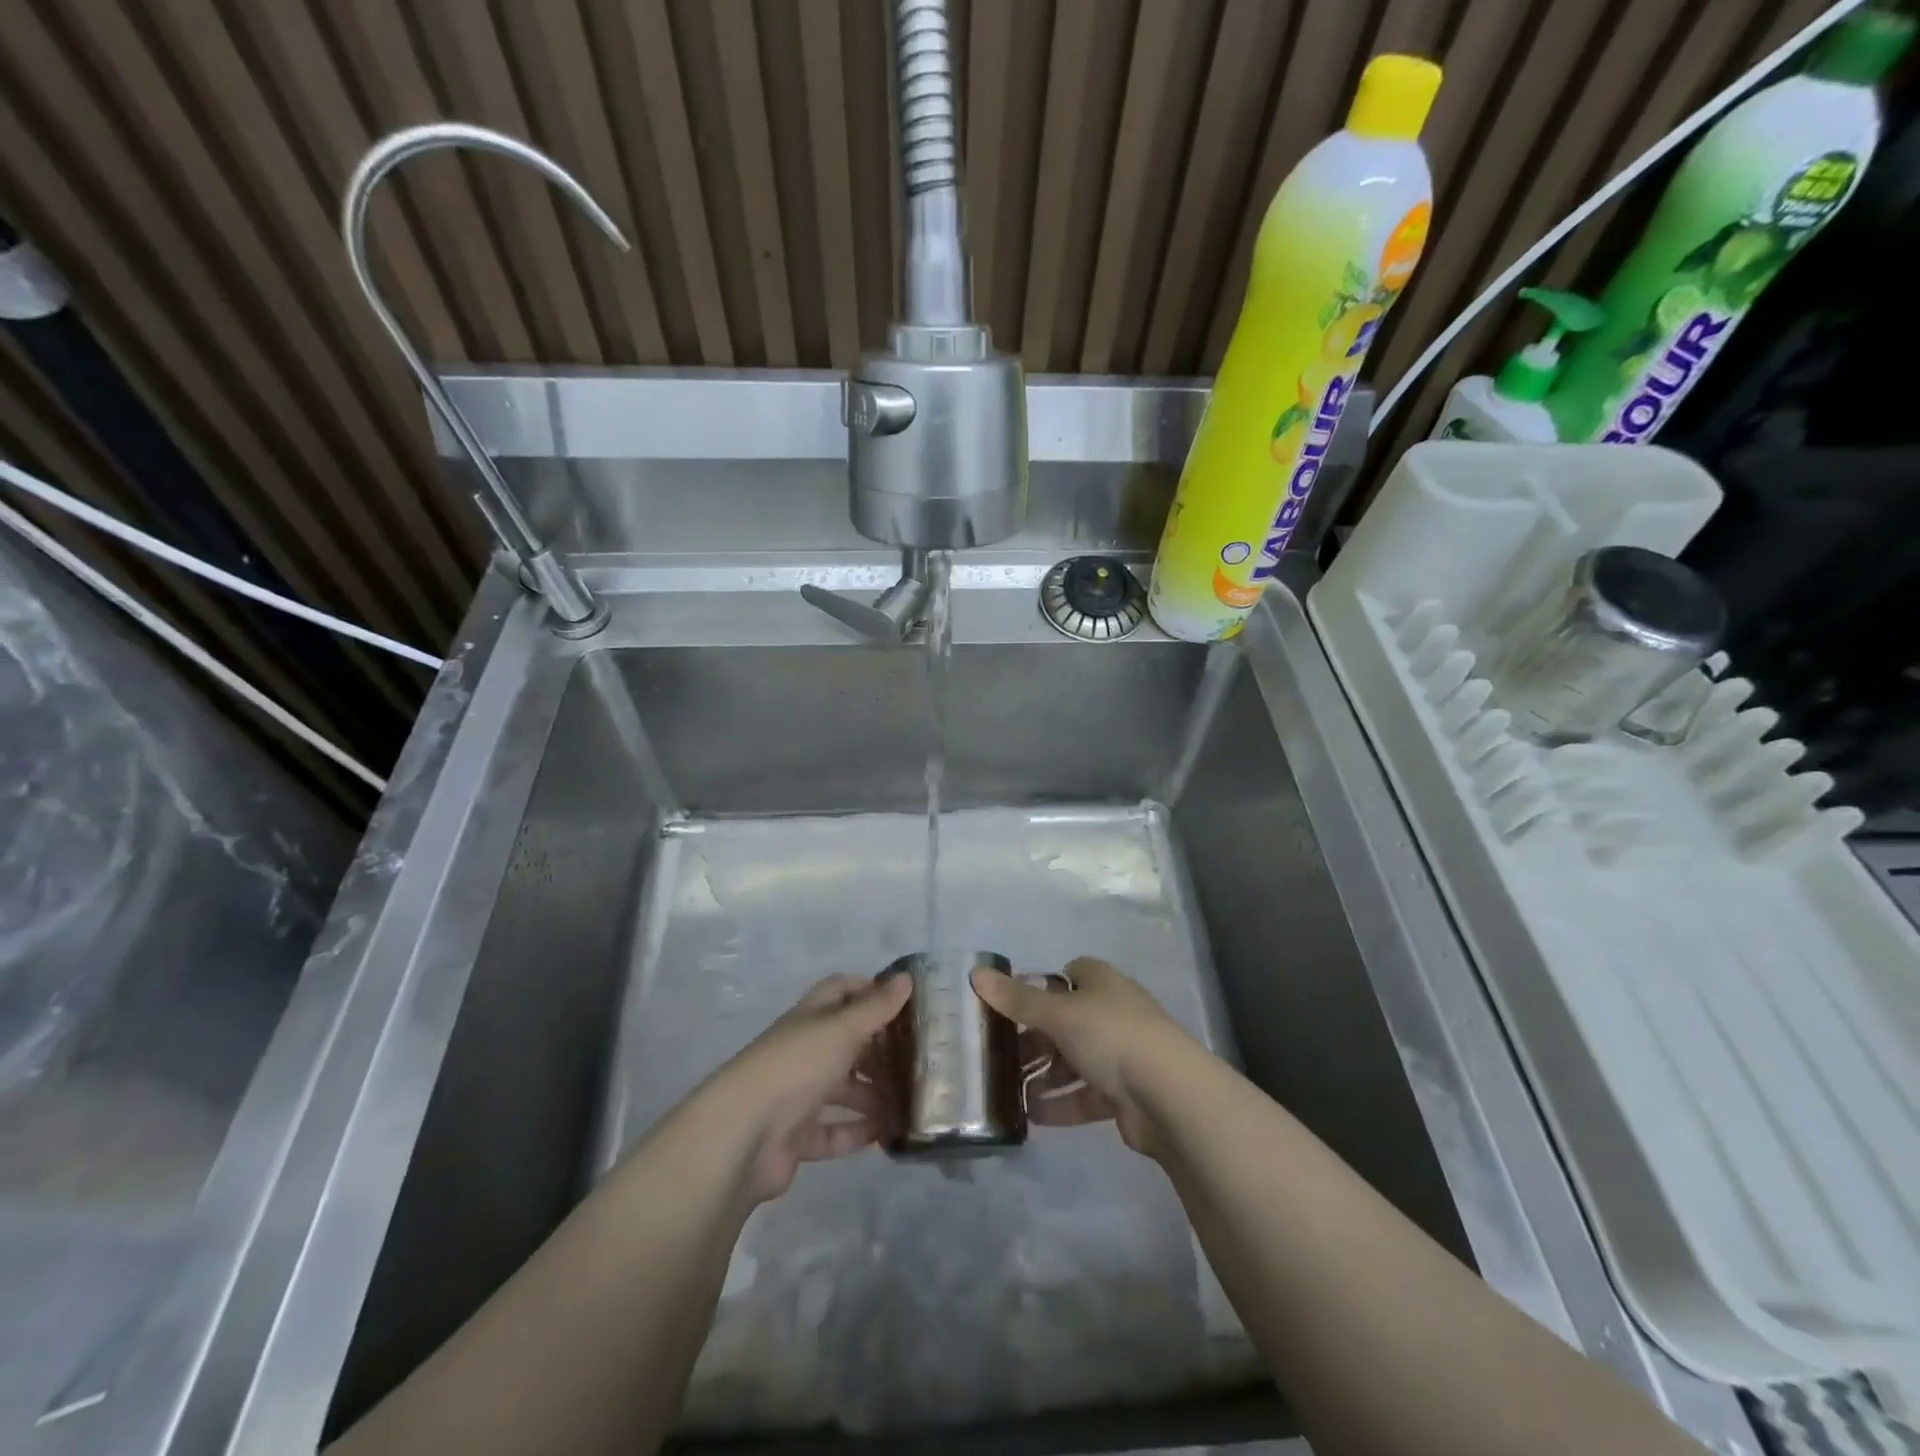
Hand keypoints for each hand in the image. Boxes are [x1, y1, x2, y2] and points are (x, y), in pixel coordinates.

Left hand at [694, 973, 911, 1203]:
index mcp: (809, 1019)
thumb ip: (876, 1007)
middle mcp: (802, 1051)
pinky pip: (832, 1132)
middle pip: (844, 1042)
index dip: (869, 990)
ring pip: (841, 1089)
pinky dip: (855, 1132)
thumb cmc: (796, 1065)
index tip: (904, 1001)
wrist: (743, 1134)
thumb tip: (907, 978)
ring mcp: (797, 1095)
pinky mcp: (795, 1136)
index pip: (840, 991)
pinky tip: (884, 1133)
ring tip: (908, 1099)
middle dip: (877, 1048)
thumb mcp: (842, 1028)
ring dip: (871, 1093)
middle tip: (916, 1056)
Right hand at [972, 956, 1201, 1156]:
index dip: (1041, 987)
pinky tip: (1033, 1115)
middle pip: (1067, 1020)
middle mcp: (1113, 1012)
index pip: (1069, 974)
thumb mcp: (1057, 1013)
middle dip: (1036, 1038)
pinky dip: (1061, 1103)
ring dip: (1045, 1074)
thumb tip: (975, 972)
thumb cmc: (1110, 1036)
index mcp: (1102, 983)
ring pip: (1075, 1060)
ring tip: (1011, 1089)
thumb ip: (1016, 999)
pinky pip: (1085, 1095)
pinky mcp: (1126, 1094)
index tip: (1012, 1005)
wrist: (1169, 1095)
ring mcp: (1122, 1054)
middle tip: (1002, 1055)